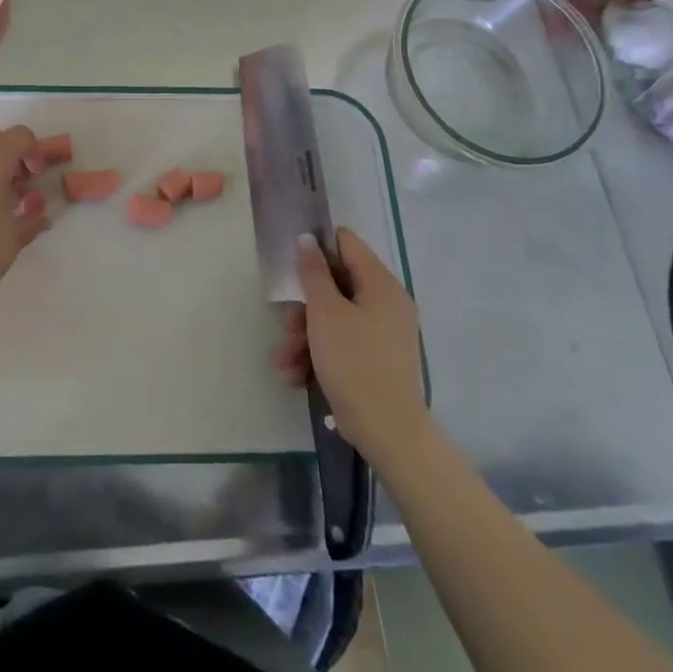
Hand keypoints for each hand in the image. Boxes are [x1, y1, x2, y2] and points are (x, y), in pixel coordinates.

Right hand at [273, 227, 427, 463]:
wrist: (388, 433)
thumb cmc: (354, 362)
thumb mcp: (325, 312)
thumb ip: (313, 272)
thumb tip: (308, 239)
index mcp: (381, 285)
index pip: (346, 244)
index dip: (317, 248)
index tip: (292, 265)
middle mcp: (387, 304)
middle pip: (336, 285)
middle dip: (304, 306)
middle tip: (286, 324)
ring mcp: (383, 334)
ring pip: (334, 319)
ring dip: (304, 336)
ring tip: (284, 361)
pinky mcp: (376, 361)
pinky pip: (342, 344)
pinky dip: (319, 355)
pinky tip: (296, 376)